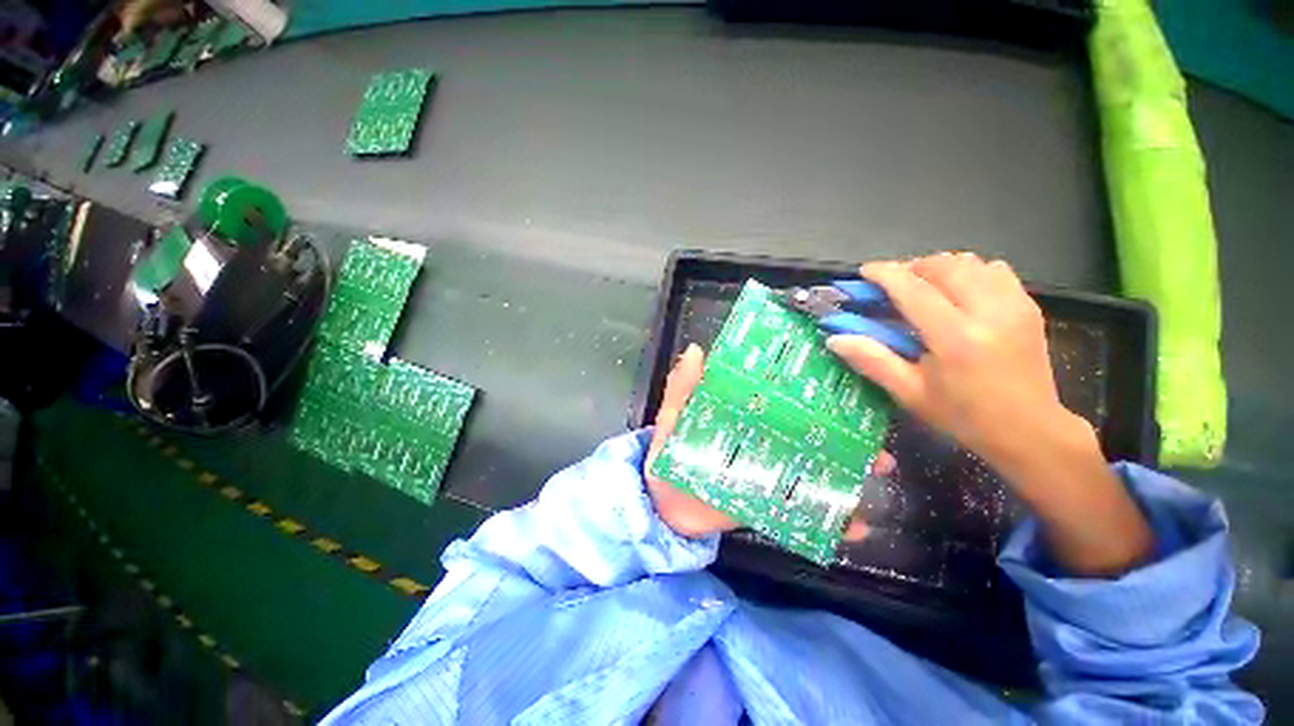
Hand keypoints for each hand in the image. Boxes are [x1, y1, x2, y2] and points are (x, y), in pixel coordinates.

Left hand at [644, 344, 894, 540]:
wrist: (663, 507)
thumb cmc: (666, 454)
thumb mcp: (672, 417)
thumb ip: (682, 388)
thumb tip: (696, 350)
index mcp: (742, 413)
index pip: (781, 394)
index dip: (812, 386)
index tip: (848, 379)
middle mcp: (762, 437)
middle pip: (810, 430)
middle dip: (846, 430)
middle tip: (875, 430)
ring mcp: (768, 470)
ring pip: (815, 466)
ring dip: (849, 469)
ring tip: (879, 471)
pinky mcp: (768, 501)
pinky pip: (803, 509)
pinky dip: (830, 519)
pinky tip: (858, 528)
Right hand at [828, 253, 1152, 575]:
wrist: (1037, 437)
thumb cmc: (966, 421)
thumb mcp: (909, 395)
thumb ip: (871, 360)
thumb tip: (835, 339)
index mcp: (951, 334)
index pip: (909, 285)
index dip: (882, 273)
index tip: (863, 272)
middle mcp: (985, 312)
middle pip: (942, 265)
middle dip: (910, 268)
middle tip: (890, 287)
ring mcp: (1015, 308)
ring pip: (973, 264)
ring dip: (941, 269)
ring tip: (922, 291)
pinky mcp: (1031, 311)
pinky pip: (996, 274)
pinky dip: (970, 275)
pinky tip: (957, 300)